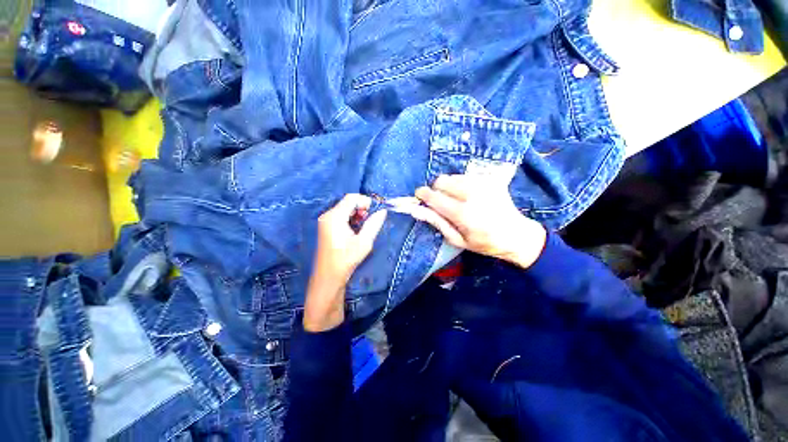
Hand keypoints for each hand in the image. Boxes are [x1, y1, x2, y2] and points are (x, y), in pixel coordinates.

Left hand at [304, 194, 387, 331]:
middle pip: (348, 202)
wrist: (328, 276)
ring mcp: (325, 221)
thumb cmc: (346, 259)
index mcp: (335, 216)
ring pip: (345, 209)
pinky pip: (341, 216)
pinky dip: (351, 219)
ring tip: (364, 227)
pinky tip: (355, 230)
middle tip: (370, 221)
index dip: (365, 201)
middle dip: (362, 208)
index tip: (375, 212)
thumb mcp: (364, 242)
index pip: (352, 198)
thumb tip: (383, 211)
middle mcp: (328, 215)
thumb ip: (374, 224)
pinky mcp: (326, 227)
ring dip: (357, 214)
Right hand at [414, 174, 546, 268]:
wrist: (517, 235)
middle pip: (441, 181)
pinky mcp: (490, 179)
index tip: (419, 196)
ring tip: (456, 200)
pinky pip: (465, 176)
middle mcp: (473, 194)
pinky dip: (460, 184)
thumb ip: (436, 222)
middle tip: (441, 202)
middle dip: (436, 190)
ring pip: (452, 177)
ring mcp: (483, 184)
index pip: (434, 197)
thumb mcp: (457, 239)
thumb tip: (416, 210)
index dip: (423, 194)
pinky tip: (468, 196)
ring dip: (448, 187)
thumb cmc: (484, 243)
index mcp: (463, 213)